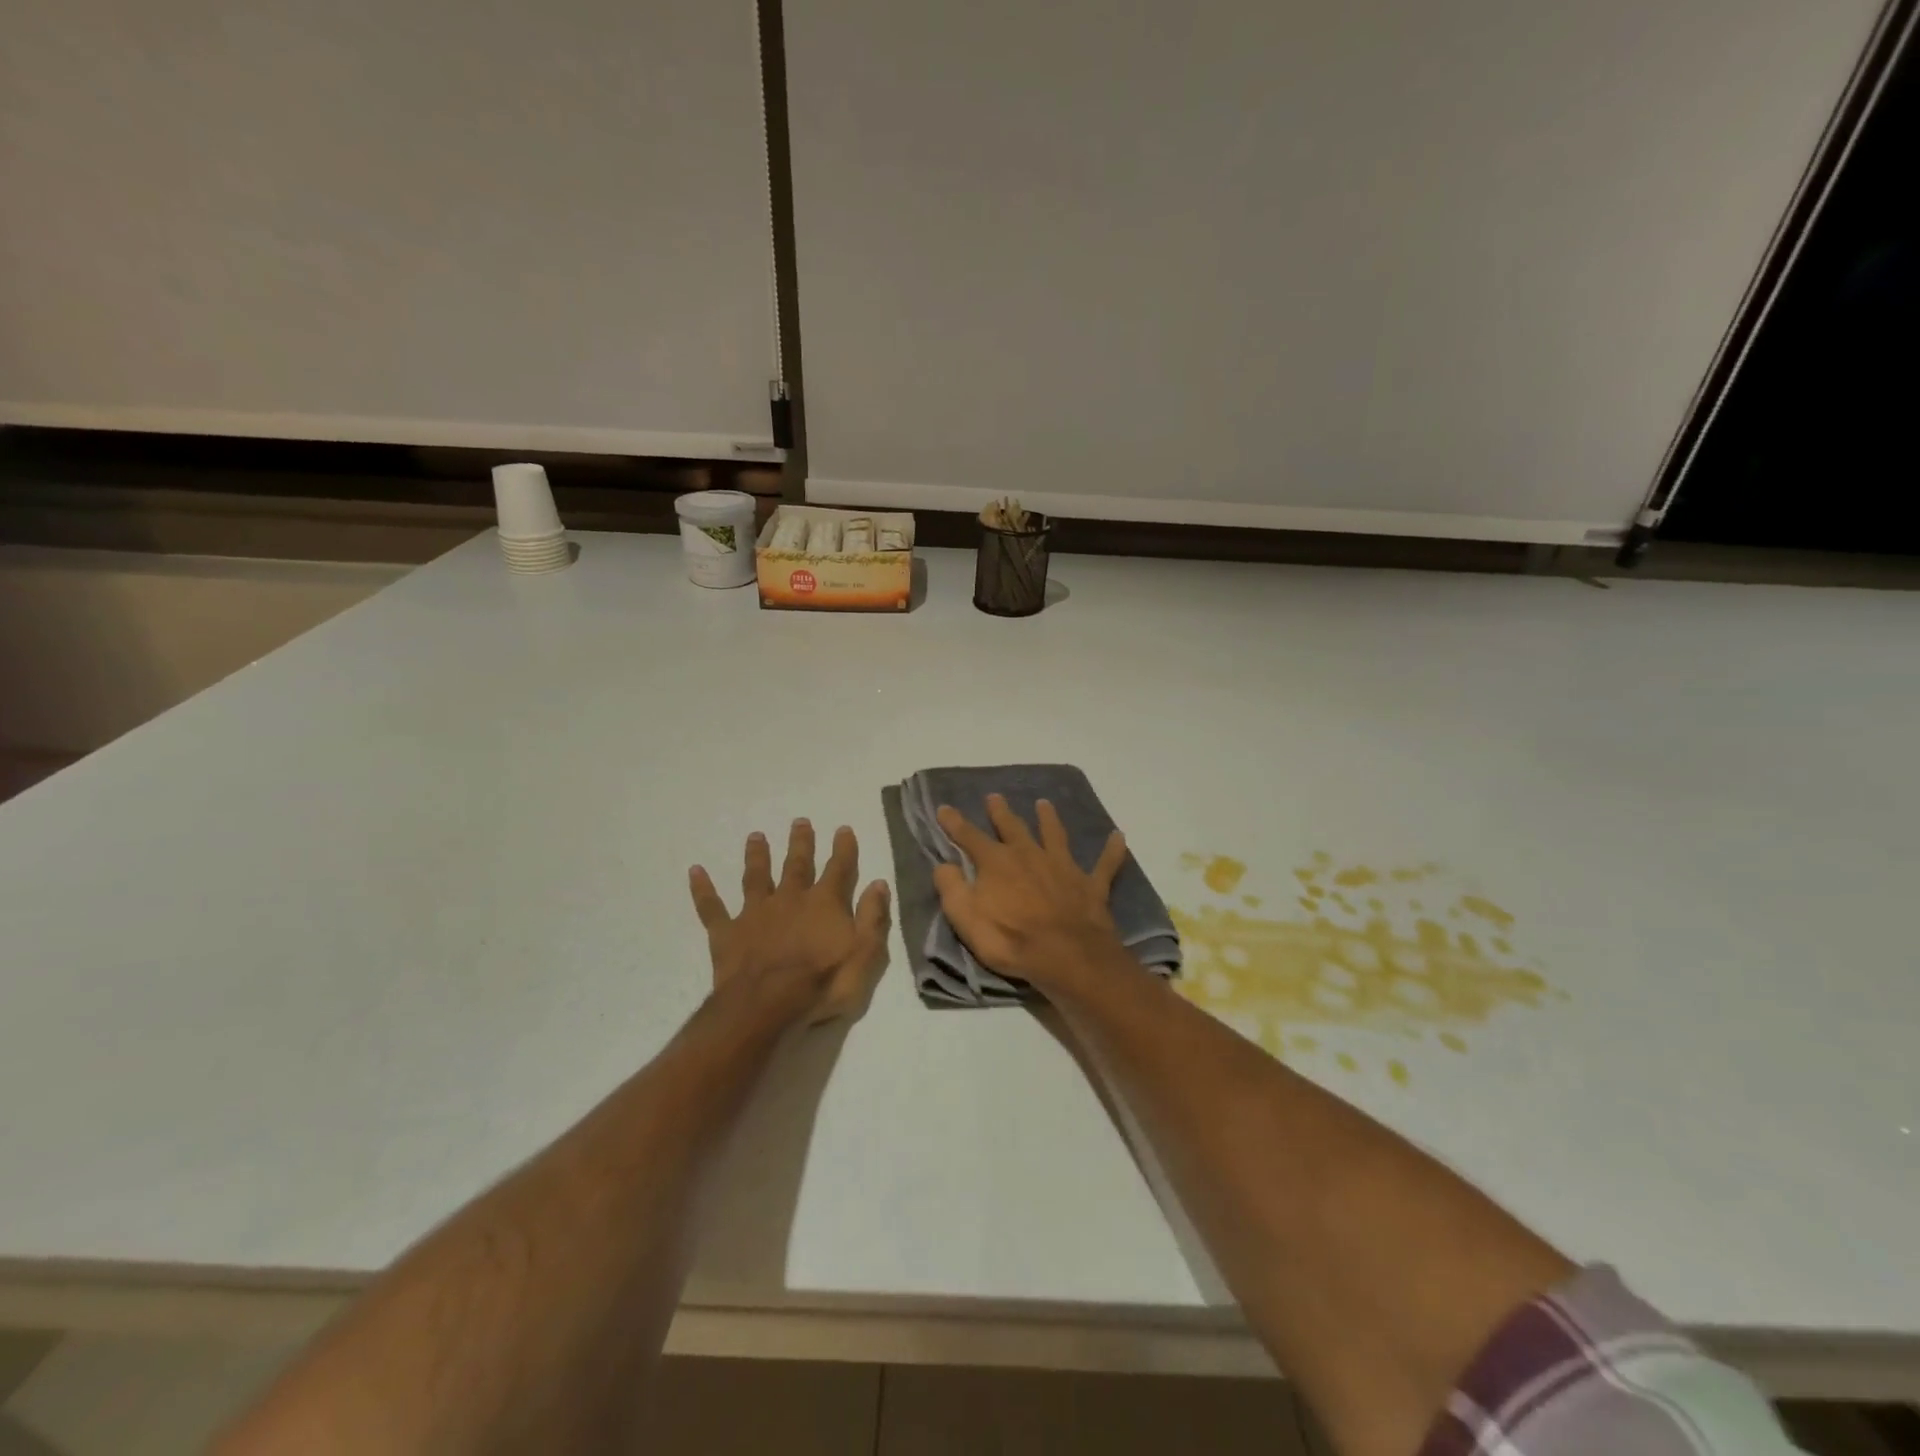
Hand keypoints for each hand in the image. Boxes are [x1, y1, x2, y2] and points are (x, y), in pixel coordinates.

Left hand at [689, 820, 891, 1024]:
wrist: (768, 1006)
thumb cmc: (823, 983)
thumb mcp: (865, 953)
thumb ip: (873, 917)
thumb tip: (879, 883)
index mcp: (824, 903)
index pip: (838, 868)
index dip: (843, 848)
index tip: (843, 829)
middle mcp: (790, 899)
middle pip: (796, 865)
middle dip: (800, 843)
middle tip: (799, 821)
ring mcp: (755, 913)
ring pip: (756, 877)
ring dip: (757, 856)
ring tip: (755, 836)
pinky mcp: (727, 933)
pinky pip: (712, 907)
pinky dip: (703, 889)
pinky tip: (695, 871)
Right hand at [932, 795, 1130, 988]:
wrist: (1066, 956)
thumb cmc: (1010, 939)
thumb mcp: (966, 918)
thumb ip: (952, 888)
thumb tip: (944, 864)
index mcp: (997, 863)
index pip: (969, 837)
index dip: (954, 823)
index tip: (943, 808)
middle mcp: (1029, 855)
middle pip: (1013, 828)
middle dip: (1001, 812)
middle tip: (994, 797)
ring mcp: (1063, 867)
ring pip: (1055, 835)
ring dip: (1048, 819)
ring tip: (1044, 803)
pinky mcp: (1090, 885)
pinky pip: (1105, 864)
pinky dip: (1113, 850)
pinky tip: (1119, 837)